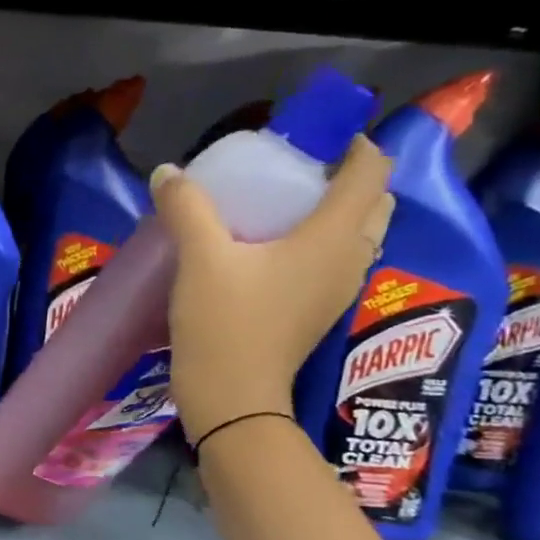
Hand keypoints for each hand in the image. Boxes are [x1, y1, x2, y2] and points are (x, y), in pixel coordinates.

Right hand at [153, 136, 395, 442]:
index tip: (311, 141)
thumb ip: (187, 208)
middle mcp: (351, 257)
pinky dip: (320, 244)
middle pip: (373, 201)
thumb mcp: (200, 259)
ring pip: (358, 234)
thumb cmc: (225, 323)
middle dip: (345, 178)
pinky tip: (273, 253)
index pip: (372, 170)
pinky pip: (336, 262)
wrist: (232, 398)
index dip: (352, 145)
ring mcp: (339, 289)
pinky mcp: (319, 312)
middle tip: (294, 175)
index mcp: (336, 235)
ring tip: (283, 211)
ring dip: (335, 214)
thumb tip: (167, 173)